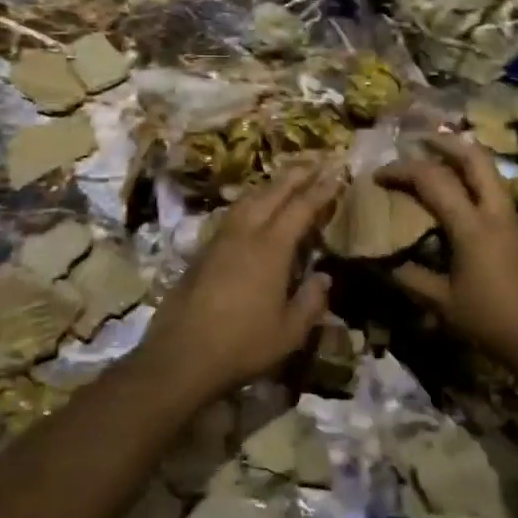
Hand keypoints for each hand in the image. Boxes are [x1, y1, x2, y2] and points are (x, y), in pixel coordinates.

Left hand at [136, 161, 341, 402]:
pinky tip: (251, 212)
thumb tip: (323, 277)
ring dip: (269, 186)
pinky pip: (231, 215)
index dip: (320, 191)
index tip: (336, 174)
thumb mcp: (289, 332)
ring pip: (247, 200)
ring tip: (283, 180)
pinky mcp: (202, 252)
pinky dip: (249, 204)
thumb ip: (310, 302)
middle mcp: (244, 234)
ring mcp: (219, 241)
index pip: (300, 209)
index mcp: (271, 249)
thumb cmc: (242, 345)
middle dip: (294, 176)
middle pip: (272, 193)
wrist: (181, 356)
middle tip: (313, 162)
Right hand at [377, 136, 517, 375]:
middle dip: (443, 143)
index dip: (402, 171)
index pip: (433, 180)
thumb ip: (411, 279)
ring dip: (460, 157)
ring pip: (488, 169)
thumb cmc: (493, 321)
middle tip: (417, 142)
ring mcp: (511, 217)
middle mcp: (494, 211)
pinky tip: (457, 193)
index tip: (378, 176)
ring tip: (435, 158)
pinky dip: (472, 178)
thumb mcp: (443, 304)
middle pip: (473, 157)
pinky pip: (493, 188)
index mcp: (472, 226)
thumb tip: (383, 265)